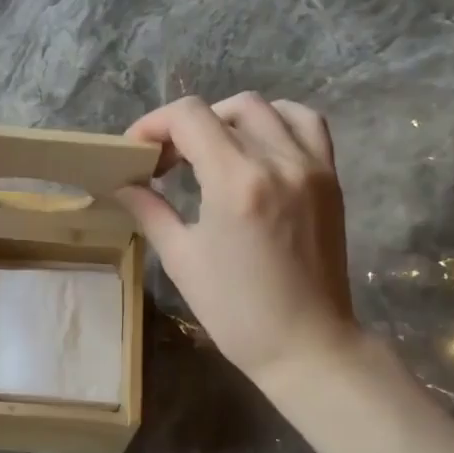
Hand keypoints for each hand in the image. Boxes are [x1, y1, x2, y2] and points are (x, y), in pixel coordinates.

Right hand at [117, 93, 358, 388]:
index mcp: (236, 182)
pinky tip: (256, 147)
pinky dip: (275, 122)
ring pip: (265, 108)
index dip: (153, 124)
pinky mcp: (330, 178)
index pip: (189, 117)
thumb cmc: (236, 311)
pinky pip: (306, 124)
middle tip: (166, 161)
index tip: (137, 151)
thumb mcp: (182, 259)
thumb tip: (123, 184)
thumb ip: (150, 210)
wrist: (307, 344)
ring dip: (228, 119)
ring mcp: (311, 166)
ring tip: (211, 151)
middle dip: (184, 126)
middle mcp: (278, 161)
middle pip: (223, 108)